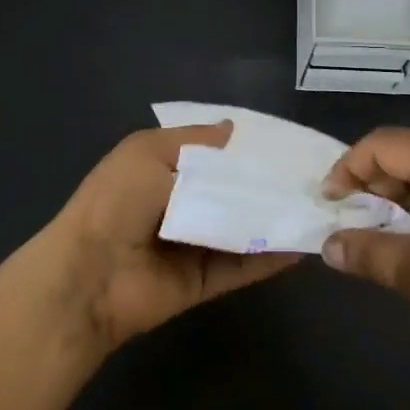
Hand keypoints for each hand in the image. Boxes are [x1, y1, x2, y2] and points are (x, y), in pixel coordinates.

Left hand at [40, 121, 299, 351]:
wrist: (90, 275)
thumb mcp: (149, 152)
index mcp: (164, 170)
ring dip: (275, 218)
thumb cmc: (116, 201)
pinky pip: (243, 266)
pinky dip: (271, 257)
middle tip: (313, 175)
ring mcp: (194, 245)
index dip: (245, 149)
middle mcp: (182, 205)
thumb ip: (195, 141)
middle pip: (233, 192)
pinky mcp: (205, 281)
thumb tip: (233, 128)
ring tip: (319, 206)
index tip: (285, 142)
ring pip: (244, 228)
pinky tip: (303, 243)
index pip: (214, 155)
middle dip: (267, 184)